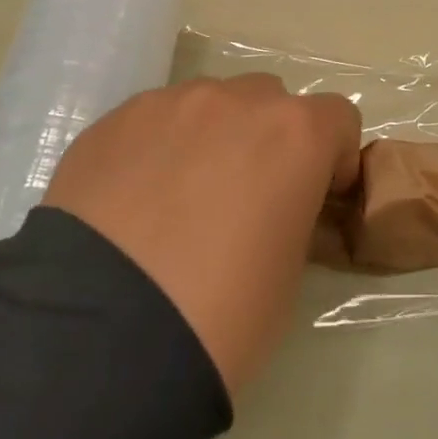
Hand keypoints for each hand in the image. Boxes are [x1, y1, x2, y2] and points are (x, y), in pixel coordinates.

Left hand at [49, 75, 361, 397]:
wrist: (100, 337)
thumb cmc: (221, 314)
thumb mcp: (287, 273)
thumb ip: (293, 216)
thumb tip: (274, 208)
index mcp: (294, 135)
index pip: (338, 117)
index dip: (332, 157)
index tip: (315, 197)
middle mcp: (235, 102)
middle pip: (269, 101)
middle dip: (268, 139)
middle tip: (245, 197)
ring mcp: (169, 104)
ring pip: (208, 105)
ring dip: (212, 138)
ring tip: (179, 199)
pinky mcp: (113, 121)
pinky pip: (154, 121)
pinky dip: (159, 148)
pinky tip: (134, 202)